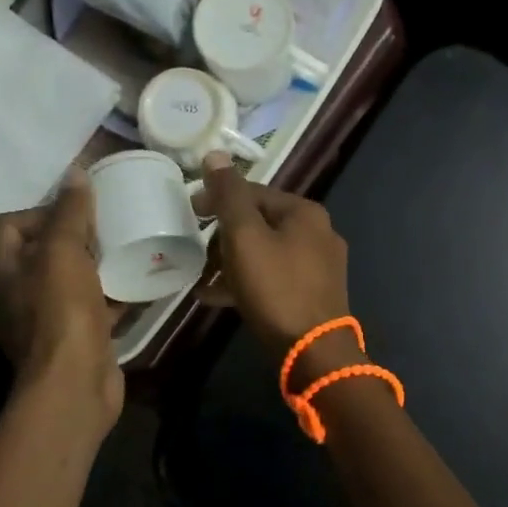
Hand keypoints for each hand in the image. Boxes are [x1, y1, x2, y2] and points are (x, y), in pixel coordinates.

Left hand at [0, 171, 123, 426]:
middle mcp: (13, 293)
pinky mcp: (71, 337)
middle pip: (41, 250)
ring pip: (68, 278)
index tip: (79, 213)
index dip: (42, 210)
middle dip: (74, 236)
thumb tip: (75, 173)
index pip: (10, 223)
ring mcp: (42, 318)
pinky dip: (110, 294)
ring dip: (94, 264)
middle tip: (106, 227)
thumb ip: (69, 212)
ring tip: (124, 248)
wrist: (75, 383)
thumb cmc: (61, 311)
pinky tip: (137, 283)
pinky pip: (90, 305)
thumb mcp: (63, 252)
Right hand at [196, 154, 354, 369]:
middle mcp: (318, 232)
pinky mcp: (313, 294)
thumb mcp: (245, 237)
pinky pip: (273, 278)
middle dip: (223, 236)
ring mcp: (319, 266)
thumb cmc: (276, 288)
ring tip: (202, 278)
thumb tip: (215, 154)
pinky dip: (246, 282)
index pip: (253, 192)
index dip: (217, 199)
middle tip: (195, 251)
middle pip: (259, 223)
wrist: (314, 352)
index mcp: (305, 212)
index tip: (189, 214)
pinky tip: (216, 298)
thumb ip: (229, 195)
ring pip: (265, 252)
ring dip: (231, 262)